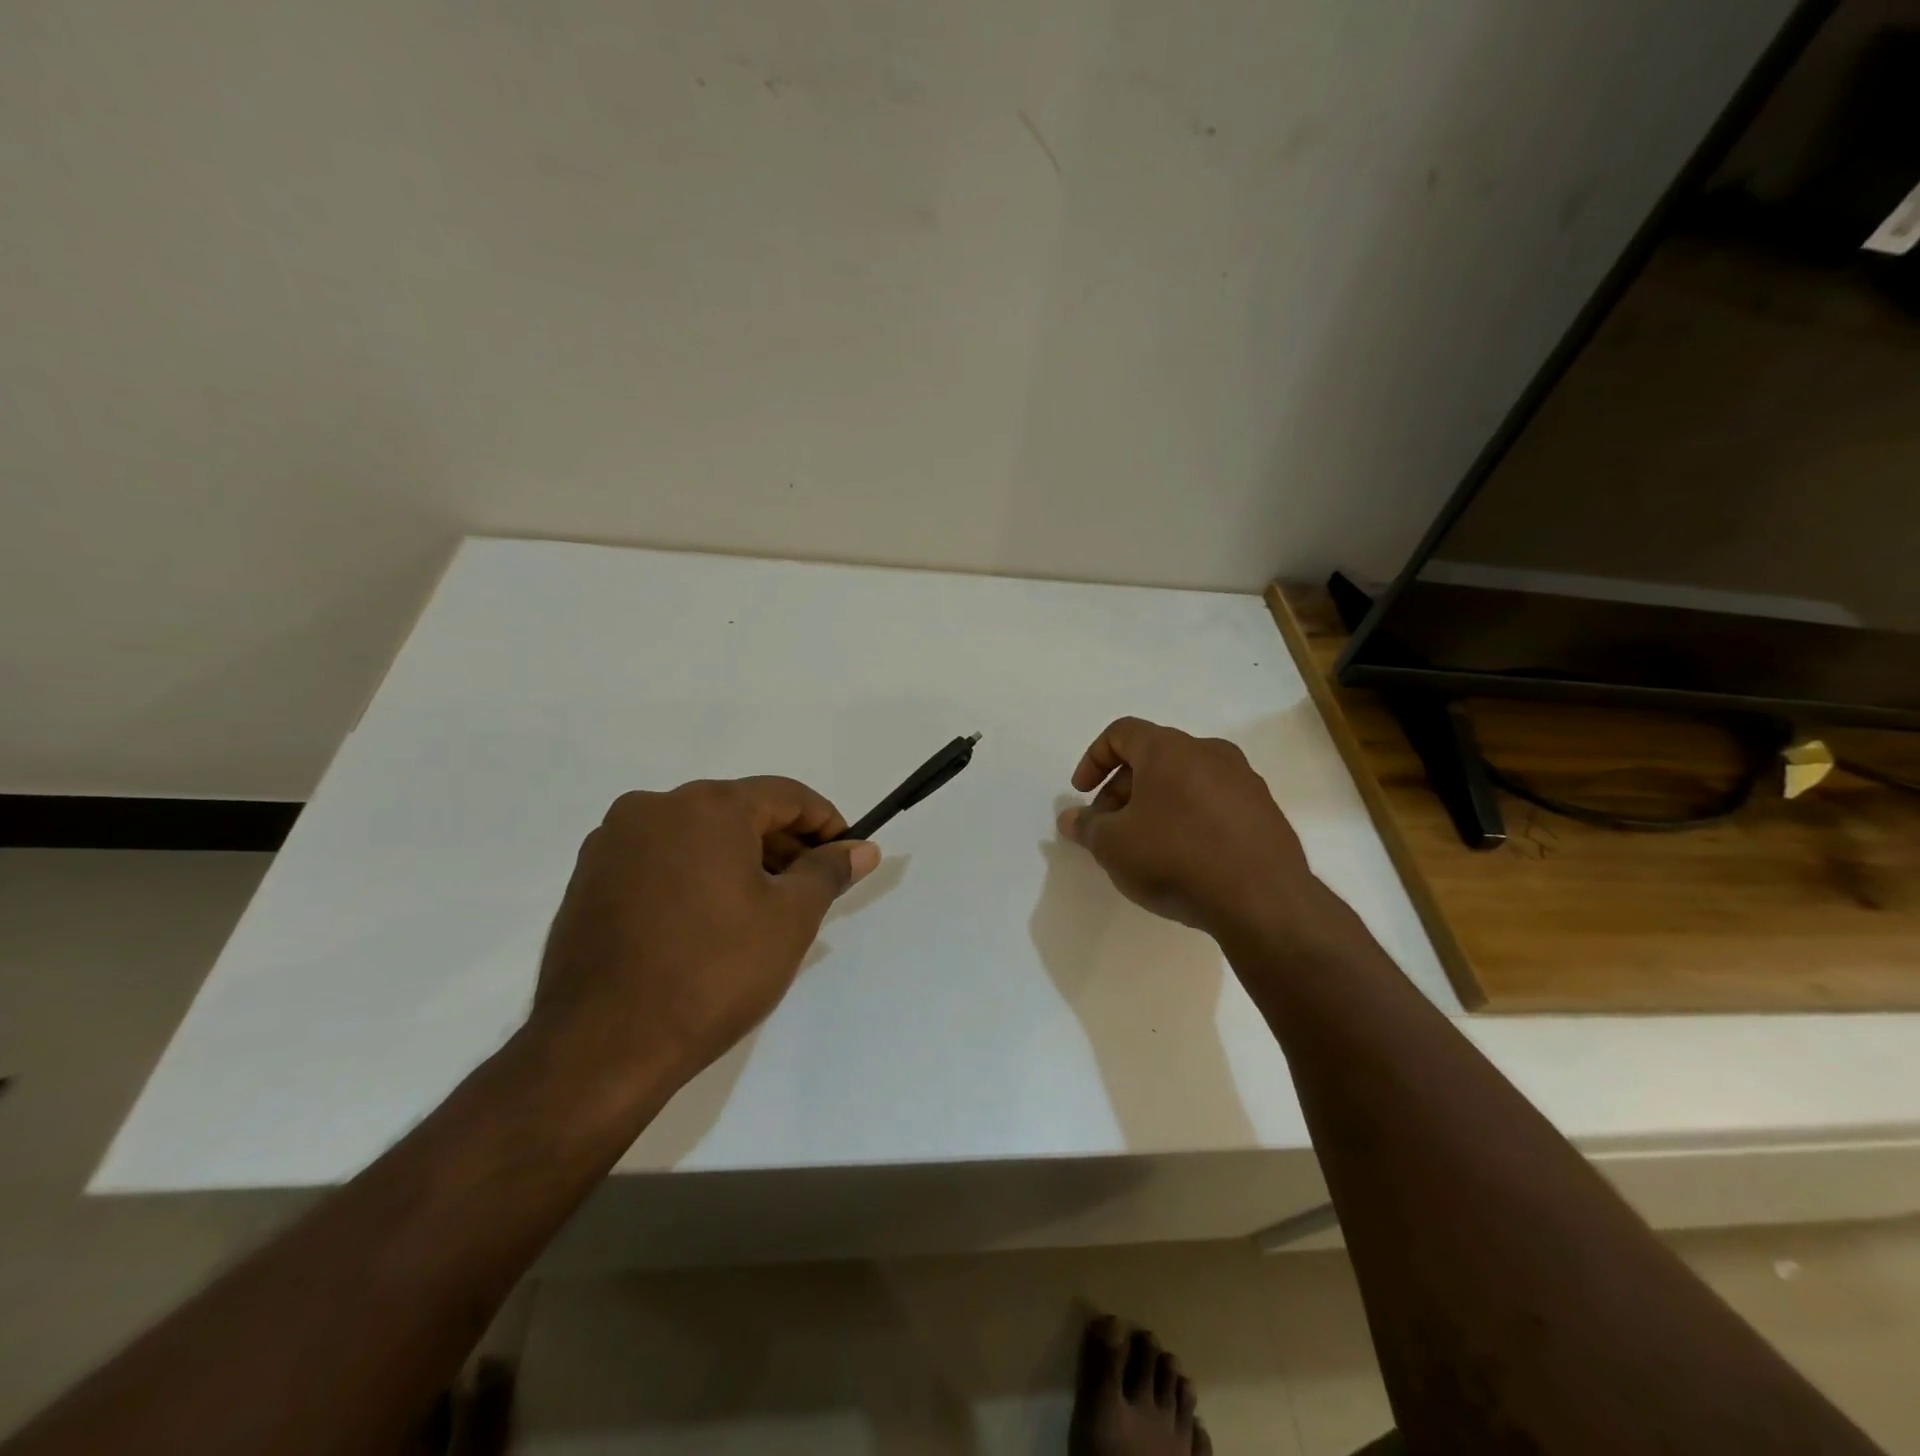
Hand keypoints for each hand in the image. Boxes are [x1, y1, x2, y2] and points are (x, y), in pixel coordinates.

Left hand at [532, 778, 878, 1090]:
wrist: (602, 1047)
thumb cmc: (713, 972)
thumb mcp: (790, 918)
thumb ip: (828, 871)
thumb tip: (863, 848)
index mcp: (708, 806)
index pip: (786, 795)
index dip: (825, 823)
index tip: (846, 856)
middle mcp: (654, 806)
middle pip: (738, 811)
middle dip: (782, 844)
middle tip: (810, 889)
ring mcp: (613, 841)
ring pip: (696, 835)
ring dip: (738, 860)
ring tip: (761, 910)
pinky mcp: (588, 877)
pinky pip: (659, 859)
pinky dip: (694, 875)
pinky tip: (707, 922)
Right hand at [1058, 717, 1324, 938]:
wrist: (1263, 900)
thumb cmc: (1175, 859)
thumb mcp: (1113, 846)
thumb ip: (1087, 827)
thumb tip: (1072, 818)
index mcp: (1169, 749)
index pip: (1121, 732)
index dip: (1094, 759)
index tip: (1082, 794)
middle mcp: (1209, 752)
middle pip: (1153, 758)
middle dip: (1122, 790)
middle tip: (1109, 829)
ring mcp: (1244, 781)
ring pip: (1185, 781)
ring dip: (1156, 805)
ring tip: (1145, 847)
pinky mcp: (1265, 811)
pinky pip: (1214, 803)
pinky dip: (1190, 819)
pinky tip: (1185, 859)